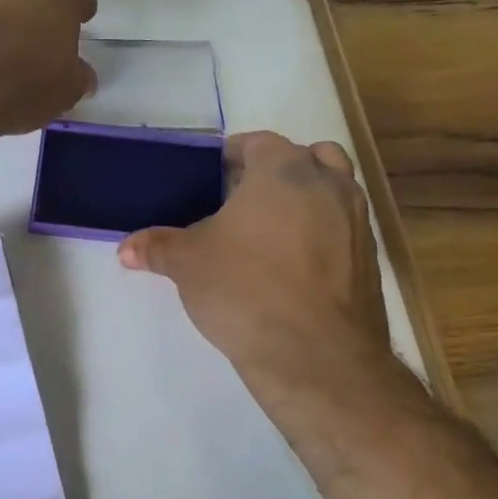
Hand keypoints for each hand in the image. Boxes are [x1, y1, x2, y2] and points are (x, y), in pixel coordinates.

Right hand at [118, 131, 411, 406]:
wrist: (317, 356)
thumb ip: (157, 247)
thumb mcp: (188, 265)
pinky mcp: (371, 259)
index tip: (211, 178)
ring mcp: (357, 220)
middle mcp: (328, 183)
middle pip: (305, 157)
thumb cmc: (245, 290)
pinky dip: (322, 234)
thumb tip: (126, 248)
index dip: (232, 156)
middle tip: (242, 201)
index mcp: (283, 170)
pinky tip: (293, 267)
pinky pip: (343, 229)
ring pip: (333, 190)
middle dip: (275, 172)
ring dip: (306, 199)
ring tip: (271, 231)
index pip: (258, 142)